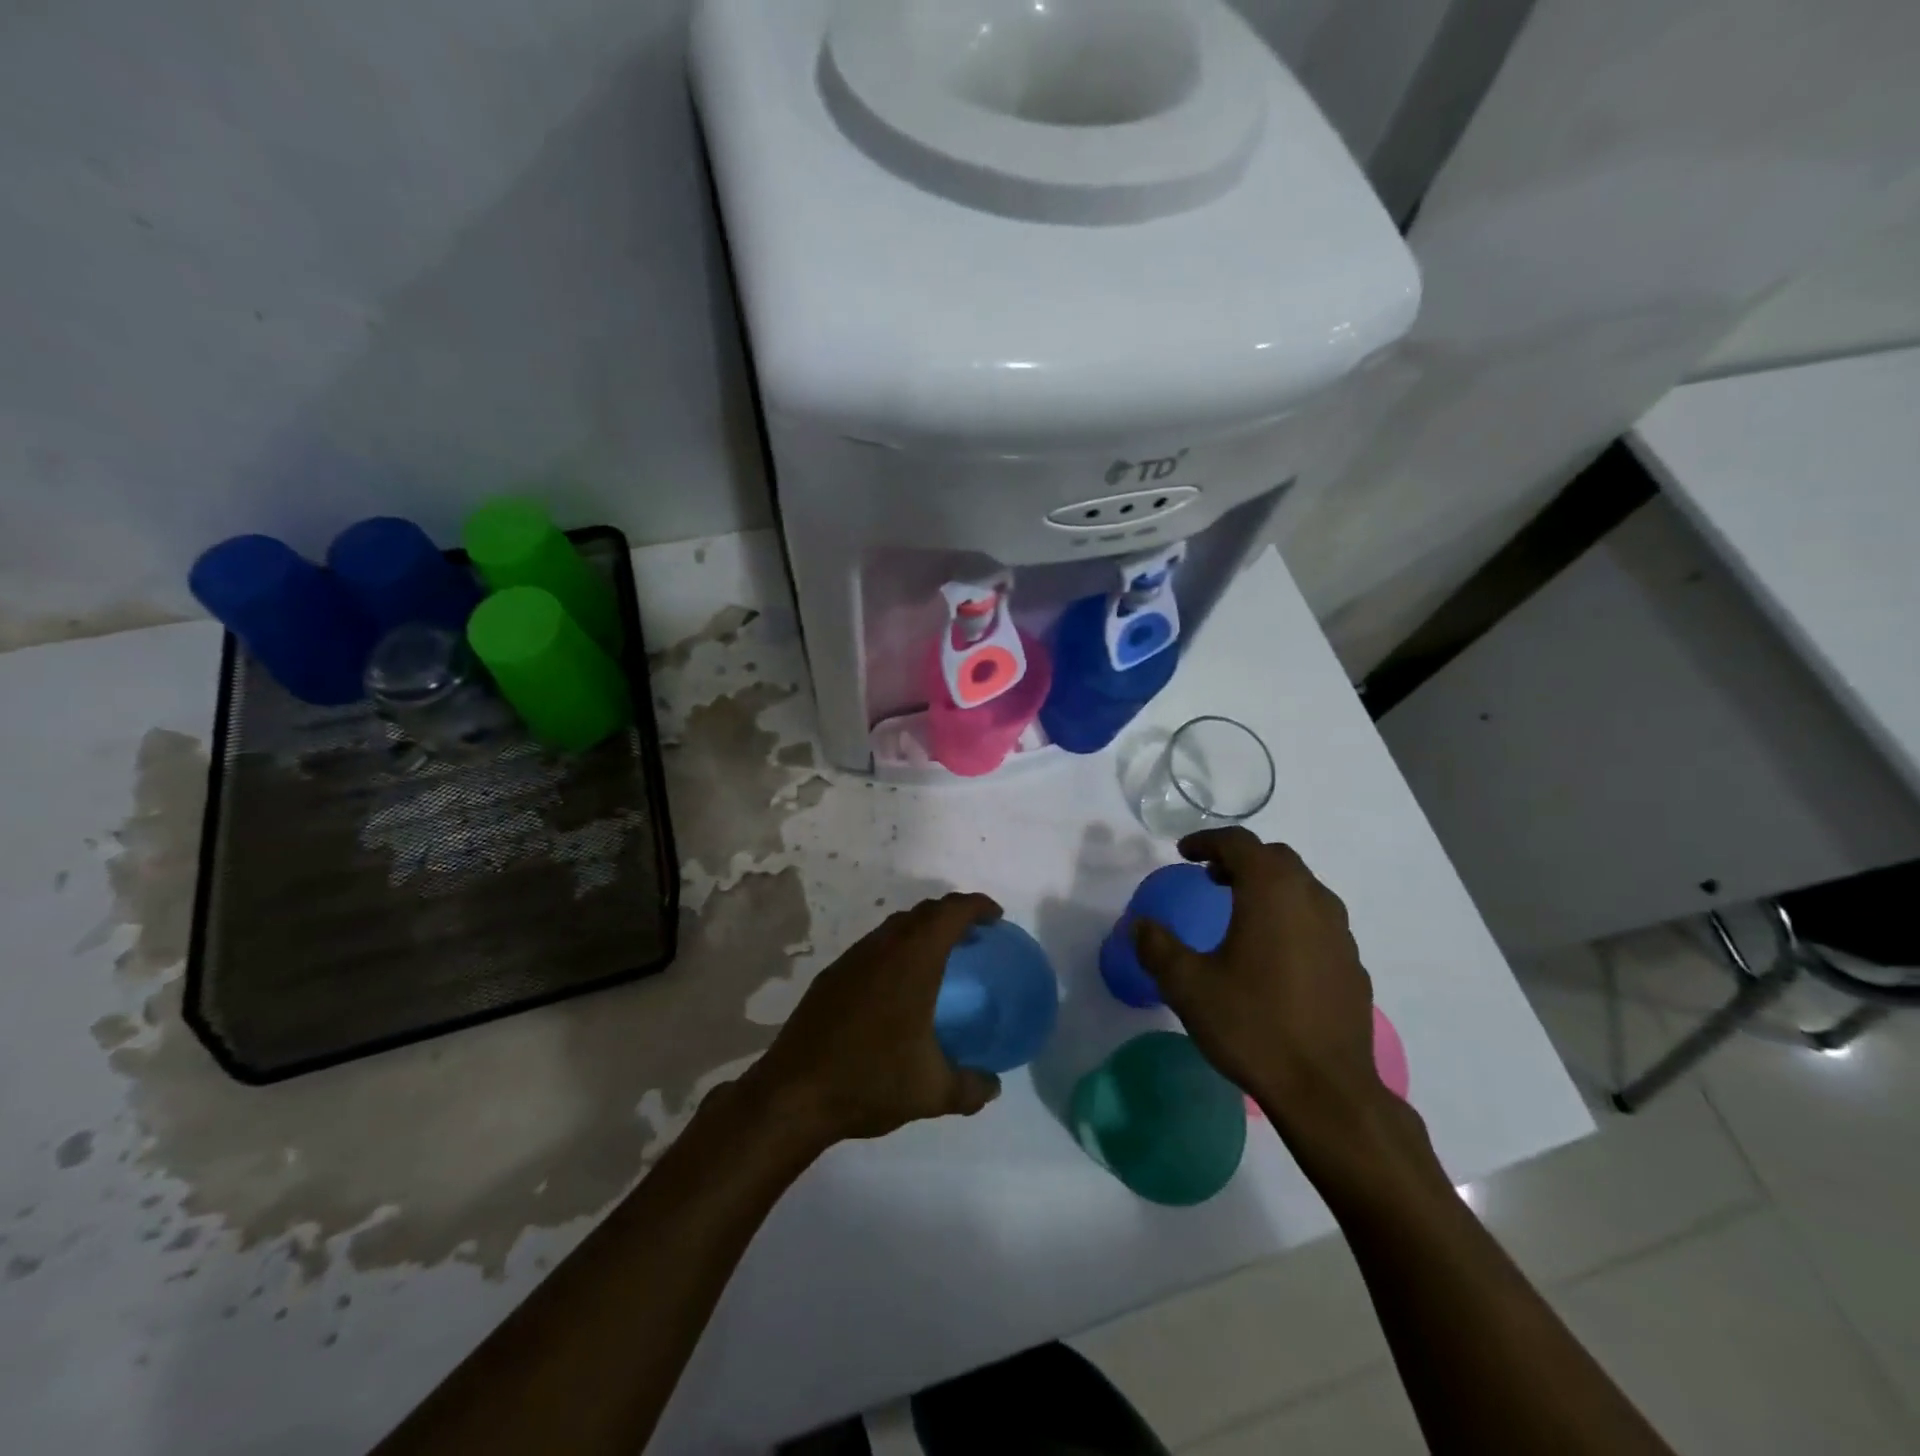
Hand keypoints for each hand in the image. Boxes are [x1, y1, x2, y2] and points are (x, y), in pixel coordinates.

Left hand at [750, 893, 1004, 1145]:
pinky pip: (873, 947)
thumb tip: (993, 1086)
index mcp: (912, 960)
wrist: (793, 1094)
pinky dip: (895, 950)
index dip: (977, 906)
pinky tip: (898, 987)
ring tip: (939, 959)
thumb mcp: (932, 1091)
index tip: (995, 918)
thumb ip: (971, 1088)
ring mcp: (852, 959)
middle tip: (973, 937)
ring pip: (894, 927)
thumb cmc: (870, 1080)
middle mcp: (882, 948)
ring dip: (921, 931)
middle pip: (923, 912)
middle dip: (951, 914)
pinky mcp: (831, 976)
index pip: (950, 912)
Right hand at [1132, 828, 1380, 1129]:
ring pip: (1302, 888)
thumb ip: (1157, 947)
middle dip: (1240, 859)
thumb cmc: (1252, 1025)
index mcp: (1272, 892)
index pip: (1239, 843)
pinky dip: (1291, 917)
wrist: (1327, 1091)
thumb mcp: (1188, 985)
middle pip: (1276, 858)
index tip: (1183, 853)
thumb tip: (1138, 925)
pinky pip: (1318, 921)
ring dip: (1269, 886)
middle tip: (1210, 877)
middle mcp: (1311, 900)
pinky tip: (1274, 954)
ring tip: (1240, 911)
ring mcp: (1340, 933)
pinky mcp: (1352, 964)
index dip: (1207, 840)